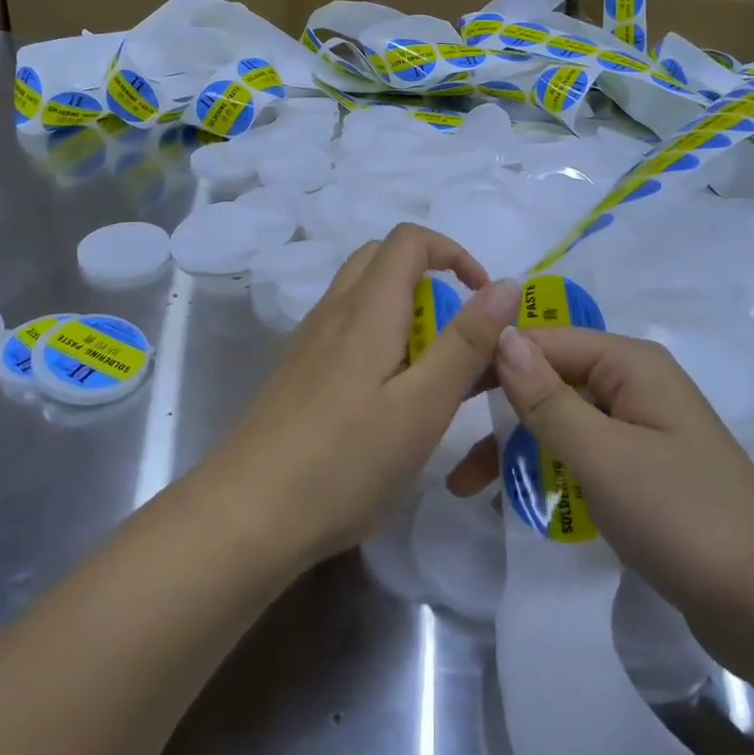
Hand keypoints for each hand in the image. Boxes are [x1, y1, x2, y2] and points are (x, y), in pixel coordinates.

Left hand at [207, 224, 518, 570]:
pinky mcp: (298, 371)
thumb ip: (466, 343)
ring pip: (362, 295)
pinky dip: (380, 337)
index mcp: (366, 307)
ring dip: (405, 311)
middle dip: (430, 278)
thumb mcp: (423, 406)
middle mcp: (333, 310)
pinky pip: (346, 328)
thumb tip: (507, 286)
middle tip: (457, 333)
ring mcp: (309, 340)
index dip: (454, 252)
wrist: (246, 515)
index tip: (483, 300)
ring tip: (430, 372)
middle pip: (382, 258)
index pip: (410, 239)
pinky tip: (388, 398)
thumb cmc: (345, 462)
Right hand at [452, 327, 753, 652]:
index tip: (440, 392)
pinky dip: (549, 472)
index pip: (543, 341)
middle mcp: (635, 385)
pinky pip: (583, 456)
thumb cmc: (684, 518)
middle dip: (500, 413)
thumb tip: (501, 333)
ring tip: (471, 489)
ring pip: (563, 422)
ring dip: (518, 449)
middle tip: (450, 449)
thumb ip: (546, 397)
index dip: (491, 361)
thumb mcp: (602, 455)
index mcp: (630, 364)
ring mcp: (641, 430)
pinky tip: (517, 502)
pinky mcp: (644, 473)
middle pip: (550, 380)